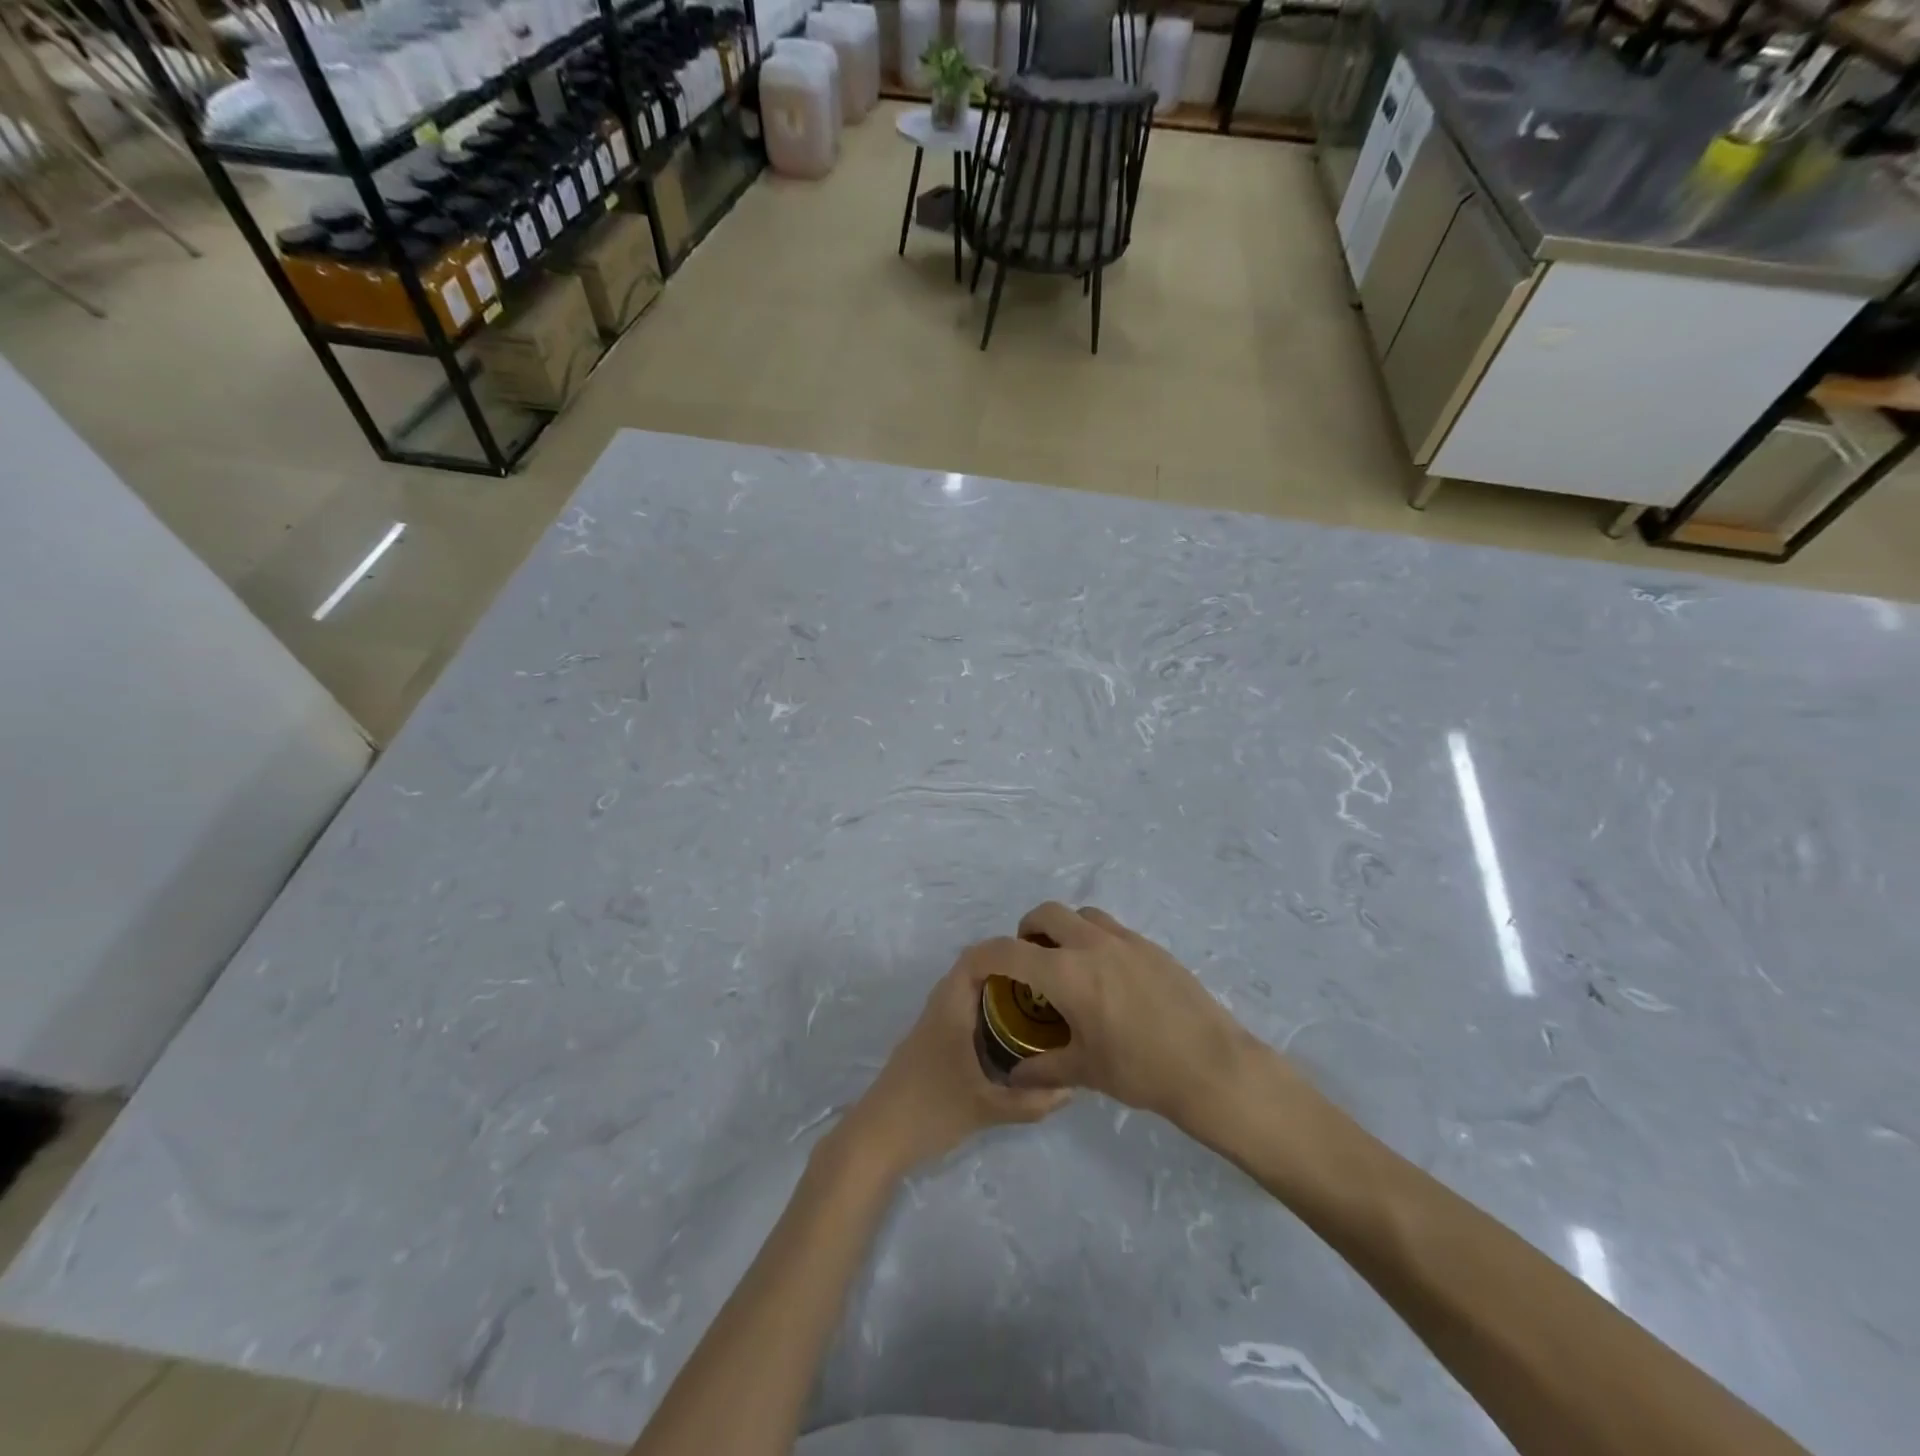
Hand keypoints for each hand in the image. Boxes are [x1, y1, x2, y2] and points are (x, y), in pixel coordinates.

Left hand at [836, 940, 1070, 1178]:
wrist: (877, 1137)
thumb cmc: (931, 1111)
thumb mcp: (987, 1109)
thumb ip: (1031, 1101)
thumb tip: (1072, 1089)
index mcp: (951, 1009)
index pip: (974, 958)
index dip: (1004, 950)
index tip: (1039, 958)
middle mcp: (939, 1007)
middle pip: (972, 971)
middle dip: (1007, 971)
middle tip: (1044, 983)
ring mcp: (930, 1025)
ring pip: (965, 992)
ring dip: (994, 991)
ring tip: (1032, 1004)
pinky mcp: (928, 1042)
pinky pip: (959, 1010)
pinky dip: (982, 1010)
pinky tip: (1005, 1035)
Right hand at [1003, 903, 1288, 1128]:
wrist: (1212, 1066)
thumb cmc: (1142, 1071)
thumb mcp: (1086, 1071)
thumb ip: (1043, 1068)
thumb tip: (1015, 1075)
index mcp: (1067, 974)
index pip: (1009, 951)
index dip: (984, 955)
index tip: (976, 967)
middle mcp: (1092, 945)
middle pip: (1046, 913)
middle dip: (1027, 930)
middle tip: (1029, 962)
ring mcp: (1126, 940)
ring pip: (1081, 914)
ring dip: (1063, 928)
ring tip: (1067, 964)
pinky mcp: (1151, 946)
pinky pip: (1111, 928)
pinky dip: (1094, 939)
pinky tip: (1106, 977)